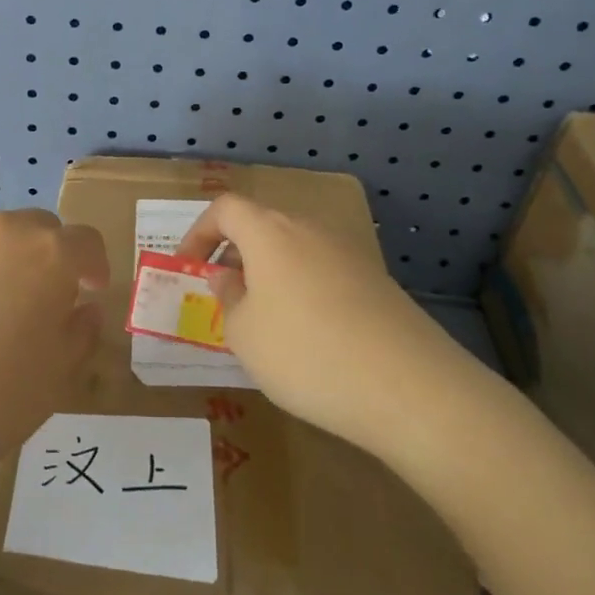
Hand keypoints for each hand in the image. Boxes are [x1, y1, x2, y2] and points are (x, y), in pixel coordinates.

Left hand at [0, 211, 109, 504]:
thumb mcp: (58, 377)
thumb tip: (82, 308)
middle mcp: (0, 232)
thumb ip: (81, 332)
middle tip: (38, 302)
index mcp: (49, 255)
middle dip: (47, 257)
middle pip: (36, 229)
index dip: (94, 266)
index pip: (86, 241)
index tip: (88, 293)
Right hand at [176, 195, 466, 456]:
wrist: (407, 385)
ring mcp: (348, 252)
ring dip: (269, 273)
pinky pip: (323, 272)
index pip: (225, 209)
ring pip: (294, 249)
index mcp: (270, 232)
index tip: (187, 266)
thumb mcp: (244, 333)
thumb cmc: (305, 353)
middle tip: (222, 295)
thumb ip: (228, 297)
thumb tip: (229, 276)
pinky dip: (302, 289)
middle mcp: (310, 229)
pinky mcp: (376, 280)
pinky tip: (307, 334)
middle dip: (234, 254)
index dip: (199, 232)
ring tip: (262, 320)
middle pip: (262, 225)